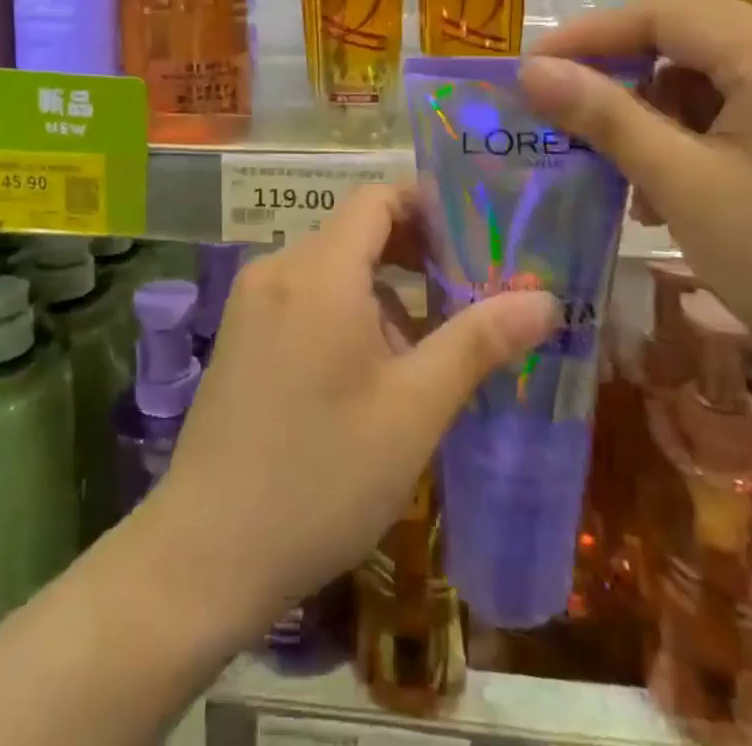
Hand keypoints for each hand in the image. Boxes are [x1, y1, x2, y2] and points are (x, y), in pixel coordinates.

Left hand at [147, 183, 558, 638]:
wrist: (206, 552)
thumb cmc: (322, 476)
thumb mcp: (413, 410)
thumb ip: (478, 343)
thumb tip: (545, 299)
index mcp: (319, 271)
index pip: (377, 198)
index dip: (428, 206)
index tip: (476, 238)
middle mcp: (279, 269)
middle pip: (356, 232)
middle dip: (414, 255)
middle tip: (469, 295)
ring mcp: (252, 301)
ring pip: (332, 269)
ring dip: (383, 293)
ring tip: (426, 350)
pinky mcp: (240, 334)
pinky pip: (304, 297)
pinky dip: (345, 312)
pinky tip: (370, 374)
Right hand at [519, 0, 751, 427]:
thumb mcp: (685, 188)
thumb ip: (605, 117)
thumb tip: (532, 70)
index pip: (663, 13)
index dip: (589, 37)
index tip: (532, 71)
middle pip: (692, 40)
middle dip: (627, 81)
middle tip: (574, 126)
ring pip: (719, 75)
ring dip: (664, 115)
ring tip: (634, 178)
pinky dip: (706, 134)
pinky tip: (686, 186)